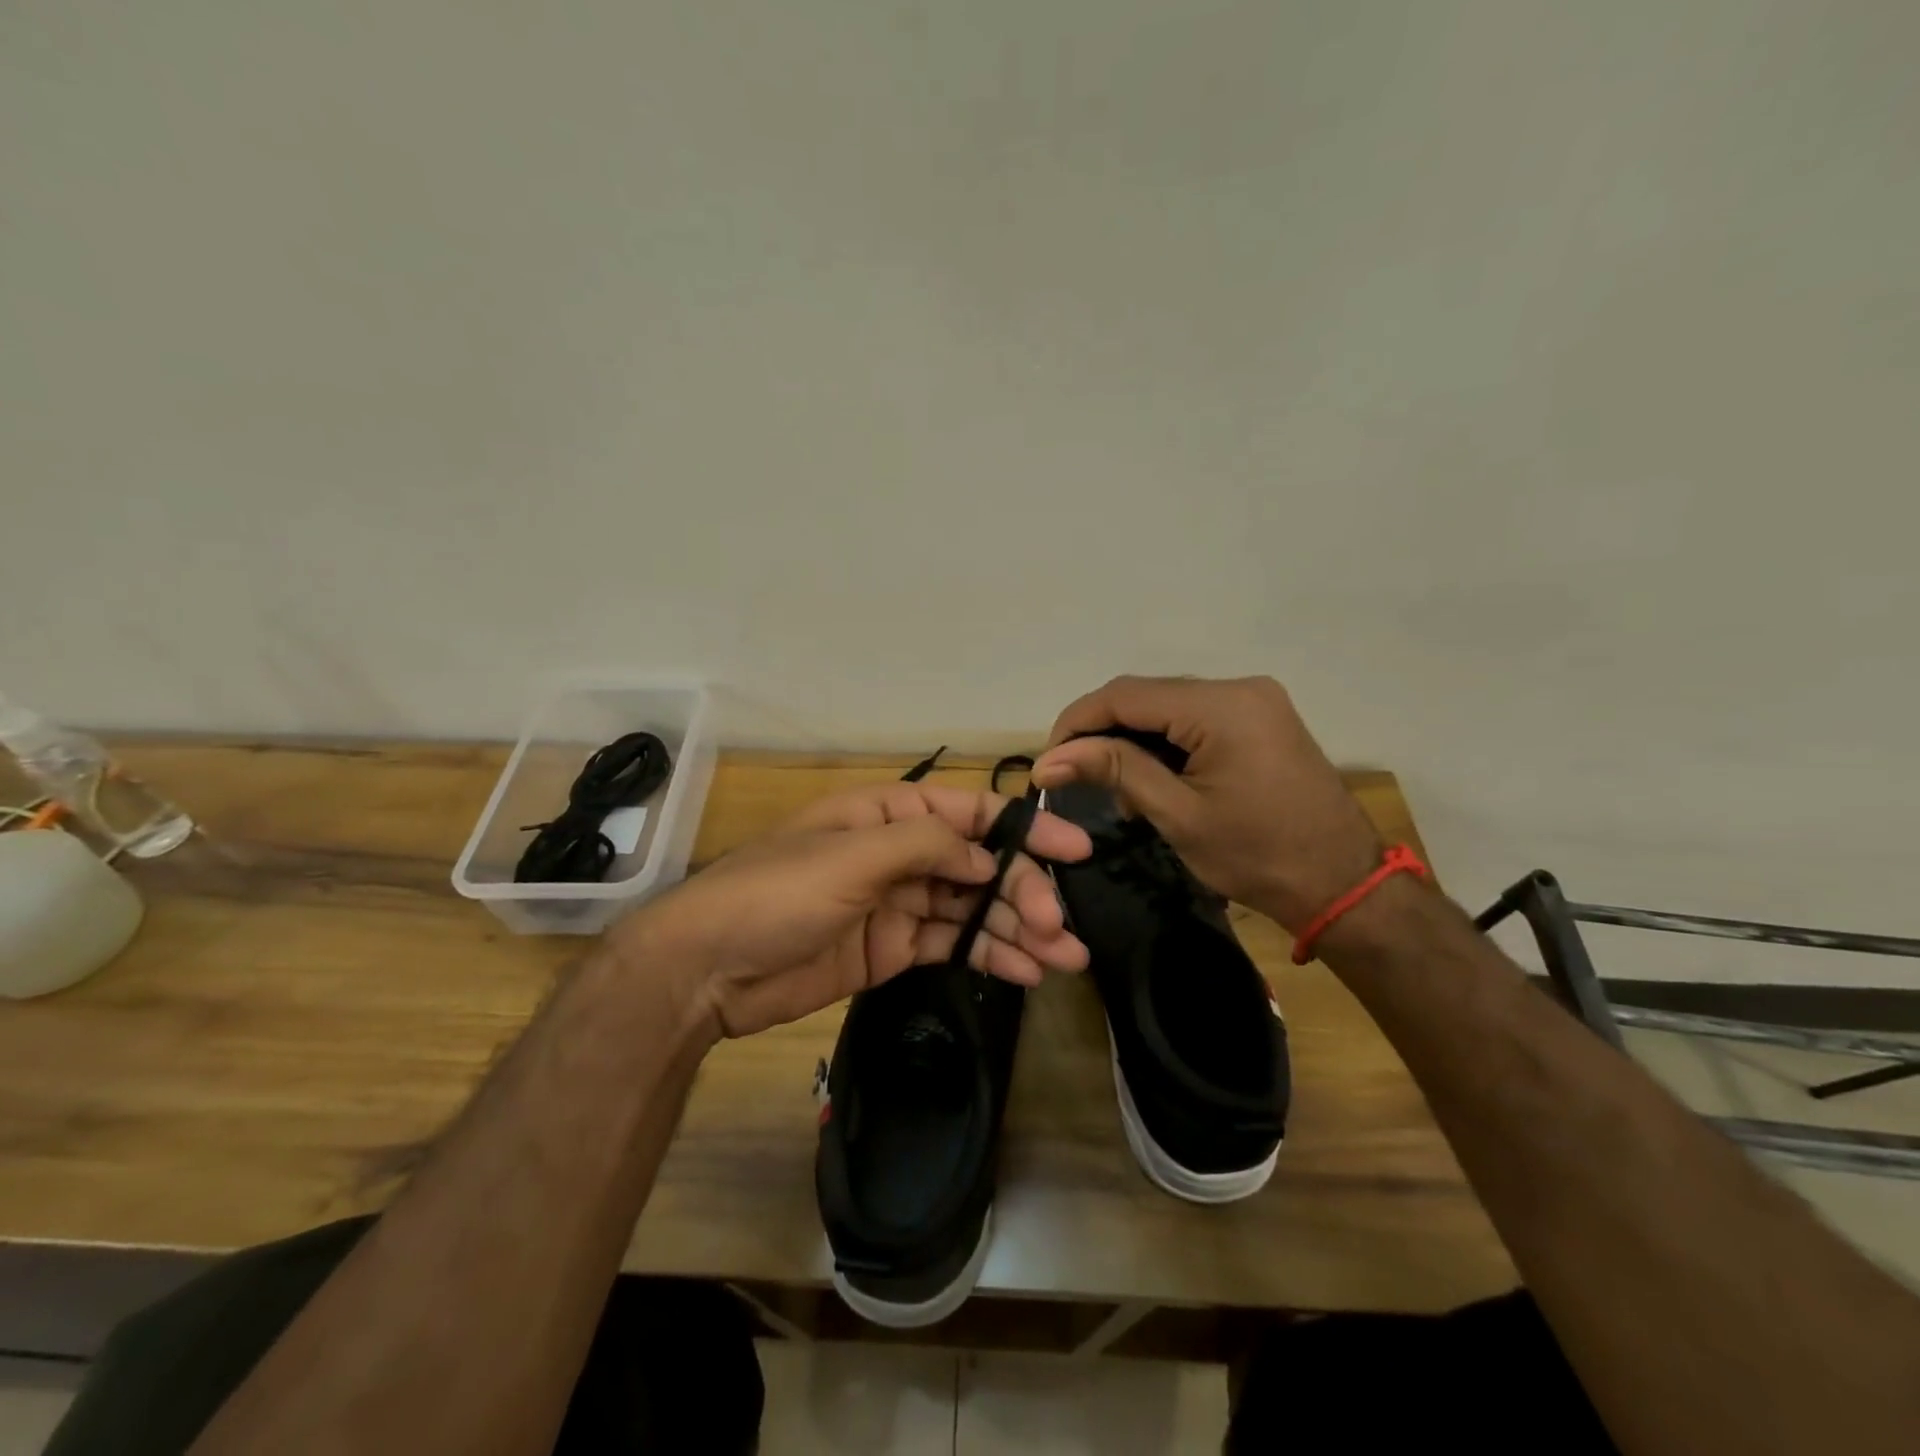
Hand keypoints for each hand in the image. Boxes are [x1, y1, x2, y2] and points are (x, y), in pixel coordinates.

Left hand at [607, 783, 1092, 1038]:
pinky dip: (988, 956)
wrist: (706, 970)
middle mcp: (898, 853)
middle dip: (1023, 892)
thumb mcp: (851, 856)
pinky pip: (951, 945)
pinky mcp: (891, 949)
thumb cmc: (776, 894)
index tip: (1074, 850)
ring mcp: (896, 903)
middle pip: (977, 866)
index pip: (969, 814)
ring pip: (971, 909)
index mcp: (887, 814)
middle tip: (1061, 928)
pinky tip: (1025, 971)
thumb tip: (989, 861)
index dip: (1023, 829)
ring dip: (1017, 930)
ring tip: (1066, 958)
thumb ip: (926, 848)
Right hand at [1030, 675, 1381, 931]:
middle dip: (1103, 733)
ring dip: (1132, 741)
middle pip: (1146, 696)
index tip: (1047, 760)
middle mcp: (1239, 688)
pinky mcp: (1260, 719)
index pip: (1126, 695)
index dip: (1077, 722)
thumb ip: (1114, 771)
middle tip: (1074, 776)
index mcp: (1221, 706)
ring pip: (1168, 707)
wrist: (1344, 885)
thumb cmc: (1258, 857)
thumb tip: (1048, 759)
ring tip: (1113, 788)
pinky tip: (1151, 780)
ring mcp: (1254, 701)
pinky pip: (1194, 719)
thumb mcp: (1178, 815)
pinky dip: (1164, 745)